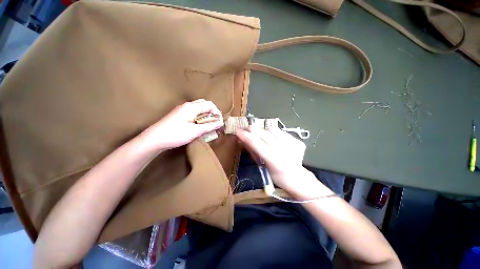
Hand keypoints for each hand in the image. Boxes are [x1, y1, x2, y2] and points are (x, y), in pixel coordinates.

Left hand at [140, 99, 222, 150]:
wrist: (154, 139)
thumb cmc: (175, 134)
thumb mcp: (195, 131)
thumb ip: (209, 126)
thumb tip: (220, 123)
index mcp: (191, 107)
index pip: (209, 104)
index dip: (217, 112)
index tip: (219, 122)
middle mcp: (187, 105)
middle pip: (204, 105)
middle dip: (212, 113)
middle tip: (215, 123)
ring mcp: (182, 110)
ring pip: (199, 109)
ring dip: (206, 116)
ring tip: (208, 126)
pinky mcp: (179, 115)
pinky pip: (193, 113)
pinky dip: (200, 118)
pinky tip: (199, 126)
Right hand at [236, 126, 320, 193]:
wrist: (296, 177)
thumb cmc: (275, 175)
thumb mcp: (261, 165)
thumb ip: (252, 150)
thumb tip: (241, 139)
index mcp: (274, 161)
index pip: (256, 143)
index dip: (245, 135)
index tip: (238, 130)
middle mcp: (284, 151)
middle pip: (264, 133)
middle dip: (252, 129)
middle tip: (246, 129)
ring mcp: (292, 144)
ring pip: (272, 129)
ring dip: (264, 131)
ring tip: (262, 136)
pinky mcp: (297, 141)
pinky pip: (281, 131)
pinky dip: (274, 133)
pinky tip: (274, 139)